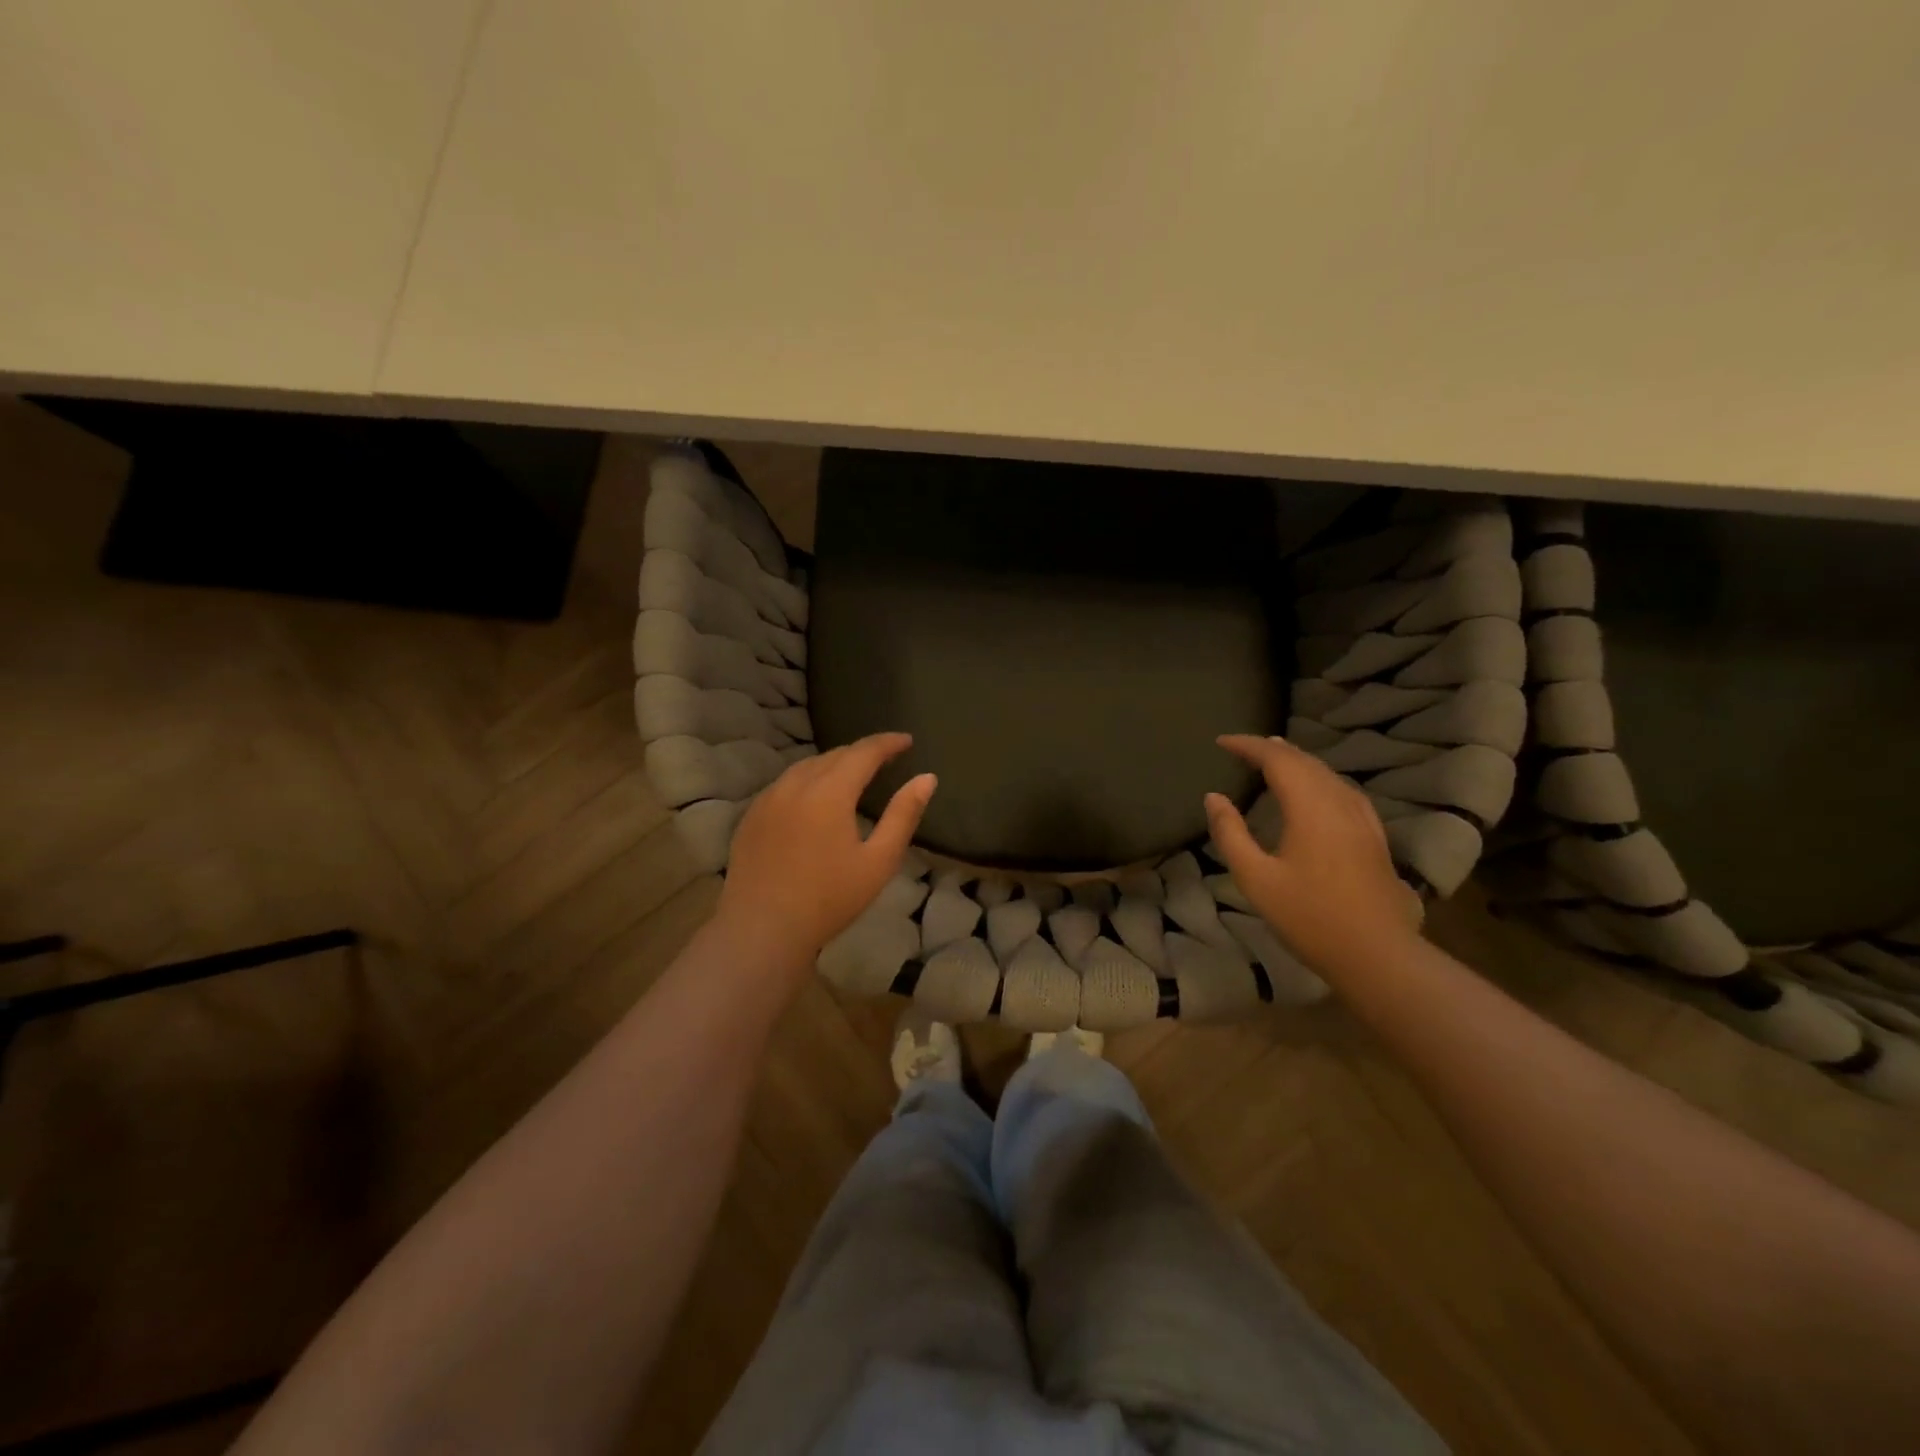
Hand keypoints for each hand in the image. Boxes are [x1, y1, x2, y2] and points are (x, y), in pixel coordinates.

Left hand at [715, 732, 936, 969]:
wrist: (762, 929)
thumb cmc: (829, 899)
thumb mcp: (879, 861)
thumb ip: (904, 815)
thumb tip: (927, 778)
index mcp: (829, 792)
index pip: (863, 752)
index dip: (887, 743)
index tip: (907, 741)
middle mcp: (795, 785)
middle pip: (834, 755)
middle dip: (862, 752)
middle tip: (885, 759)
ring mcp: (768, 799)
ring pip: (806, 767)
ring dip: (833, 764)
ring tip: (853, 775)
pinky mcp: (751, 816)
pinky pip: (785, 784)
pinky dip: (807, 780)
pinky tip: (814, 799)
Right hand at [1204, 734, 1420, 977]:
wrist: (1376, 954)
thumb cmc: (1309, 916)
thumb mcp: (1256, 879)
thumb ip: (1231, 834)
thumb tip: (1214, 797)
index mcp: (1309, 807)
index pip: (1277, 759)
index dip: (1248, 745)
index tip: (1221, 742)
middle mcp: (1339, 802)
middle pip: (1304, 761)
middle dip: (1271, 749)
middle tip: (1242, 747)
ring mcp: (1362, 818)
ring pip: (1327, 773)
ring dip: (1297, 760)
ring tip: (1274, 757)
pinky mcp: (1373, 835)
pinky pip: (1343, 789)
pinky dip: (1319, 777)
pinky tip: (1317, 789)